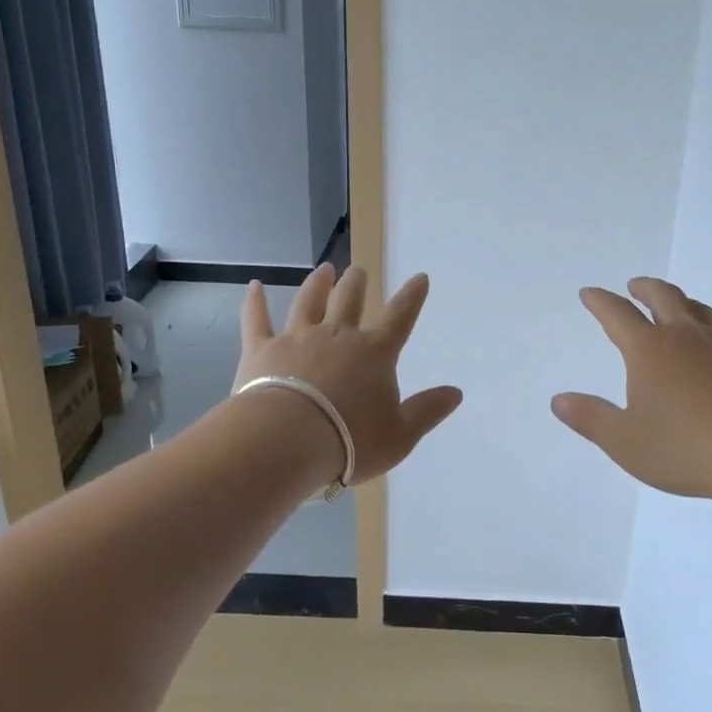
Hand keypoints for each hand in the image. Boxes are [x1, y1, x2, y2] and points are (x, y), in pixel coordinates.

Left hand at [235, 264, 463, 481]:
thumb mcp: (400, 435)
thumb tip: (456, 392)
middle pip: (350, 301)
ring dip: (318, 284)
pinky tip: (254, 285)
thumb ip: (427, 410)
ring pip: (309, 302)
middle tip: (359, 270)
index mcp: (374, 353)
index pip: (400, 318)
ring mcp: (297, 338)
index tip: (419, 277)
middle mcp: (337, 336)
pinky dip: (255, 302)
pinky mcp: (262, 350)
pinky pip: (257, 319)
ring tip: (324, 269)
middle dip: (357, 284)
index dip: (412, 297)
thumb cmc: (350, 442)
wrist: (288, 442)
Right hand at [553, 277, 711, 504]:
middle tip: (635, 286)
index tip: (590, 293)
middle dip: (644, 288)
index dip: (600, 301)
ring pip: (699, 309)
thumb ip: (591, 418)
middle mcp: (685, 336)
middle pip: (663, 297)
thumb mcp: (626, 442)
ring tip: (675, 307)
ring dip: (682, 302)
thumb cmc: (686, 449)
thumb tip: (559, 400)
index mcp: (649, 350)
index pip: (617, 314)